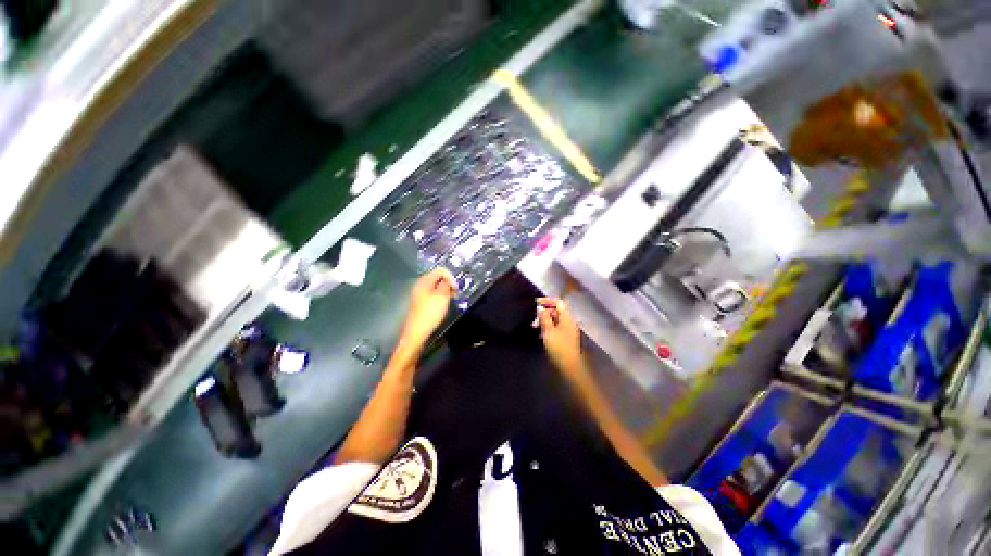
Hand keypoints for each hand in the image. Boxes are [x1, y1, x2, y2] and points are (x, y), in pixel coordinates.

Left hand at [401, 268, 456, 348]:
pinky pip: (432, 294)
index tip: (455, 288)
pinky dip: (440, 297)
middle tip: (454, 294)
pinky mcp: (420, 302)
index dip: (450, 277)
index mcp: (424, 281)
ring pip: (436, 286)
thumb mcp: (442, 297)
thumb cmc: (430, 313)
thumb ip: (446, 285)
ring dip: (445, 291)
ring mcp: (419, 294)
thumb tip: (448, 280)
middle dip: (448, 283)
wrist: (417, 332)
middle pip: (437, 277)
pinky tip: (443, 305)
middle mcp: (420, 285)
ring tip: (450, 300)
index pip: (440, 270)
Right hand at [533, 297, 586, 378]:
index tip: (535, 302)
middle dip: (544, 312)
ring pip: (556, 319)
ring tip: (535, 327)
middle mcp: (569, 321)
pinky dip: (548, 327)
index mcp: (567, 317)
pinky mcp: (566, 337)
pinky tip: (541, 334)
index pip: (558, 302)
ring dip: (545, 320)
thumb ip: (544, 317)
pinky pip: (556, 327)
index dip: (547, 300)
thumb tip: (540, 307)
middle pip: (557, 310)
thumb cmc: (559, 347)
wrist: (570, 366)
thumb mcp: (548, 331)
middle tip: (533, 320)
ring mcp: (569, 329)